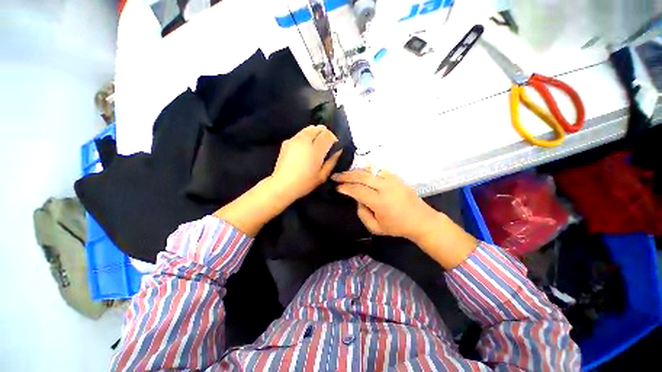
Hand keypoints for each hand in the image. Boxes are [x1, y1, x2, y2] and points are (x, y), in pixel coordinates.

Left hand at [270, 125, 342, 202]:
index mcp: (315, 150)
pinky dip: (306, 137)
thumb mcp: (322, 175)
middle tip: (326, 144)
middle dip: (325, 133)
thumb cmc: (304, 183)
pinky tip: (305, 148)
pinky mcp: (287, 142)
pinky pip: (300, 134)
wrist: (282, 185)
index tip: (334, 145)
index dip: (333, 138)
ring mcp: (294, 140)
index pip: (328, 134)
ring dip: (315, 134)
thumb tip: (338, 151)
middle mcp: (304, 141)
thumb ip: (332, 161)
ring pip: (309, 128)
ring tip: (316, 145)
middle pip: (318, 128)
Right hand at [332, 169, 437, 240]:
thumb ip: (362, 213)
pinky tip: (361, 172)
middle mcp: (385, 187)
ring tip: (346, 174)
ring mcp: (392, 180)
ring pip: (369, 170)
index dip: (345, 188)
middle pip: (361, 176)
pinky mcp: (396, 177)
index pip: (357, 190)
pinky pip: (378, 169)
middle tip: (335, 176)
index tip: (336, 187)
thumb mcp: (375, 228)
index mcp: (380, 202)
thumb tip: (357, 199)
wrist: (421, 220)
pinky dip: (367, 170)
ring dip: (355, 171)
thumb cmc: (397, 227)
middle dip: (346, 176)